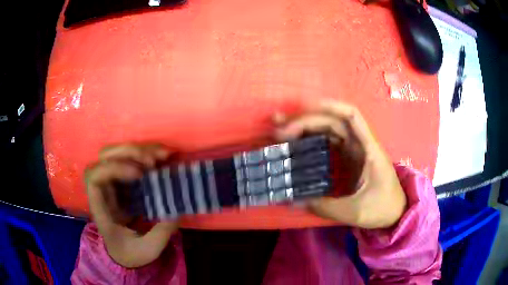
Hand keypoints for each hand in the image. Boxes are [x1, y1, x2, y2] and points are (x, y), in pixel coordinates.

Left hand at [85, 144, 177, 267]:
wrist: (124, 254)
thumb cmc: (131, 254)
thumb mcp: (148, 250)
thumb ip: (161, 233)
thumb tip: (176, 209)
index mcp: (101, 209)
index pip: (94, 178)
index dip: (113, 169)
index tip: (138, 175)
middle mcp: (103, 191)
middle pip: (103, 158)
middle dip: (128, 153)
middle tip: (152, 161)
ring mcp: (112, 184)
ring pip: (116, 154)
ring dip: (139, 150)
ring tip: (162, 155)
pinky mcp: (124, 182)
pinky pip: (131, 160)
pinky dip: (146, 155)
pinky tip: (162, 157)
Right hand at [275, 100, 406, 228]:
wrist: (396, 213)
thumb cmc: (382, 208)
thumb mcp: (355, 211)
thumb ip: (325, 206)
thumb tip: (293, 201)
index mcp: (369, 149)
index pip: (351, 116)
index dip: (329, 106)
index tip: (302, 108)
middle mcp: (361, 145)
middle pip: (333, 122)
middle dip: (306, 121)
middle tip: (279, 132)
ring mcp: (354, 152)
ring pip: (329, 132)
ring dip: (306, 129)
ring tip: (281, 134)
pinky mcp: (349, 161)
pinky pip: (328, 145)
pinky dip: (311, 142)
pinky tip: (296, 146)